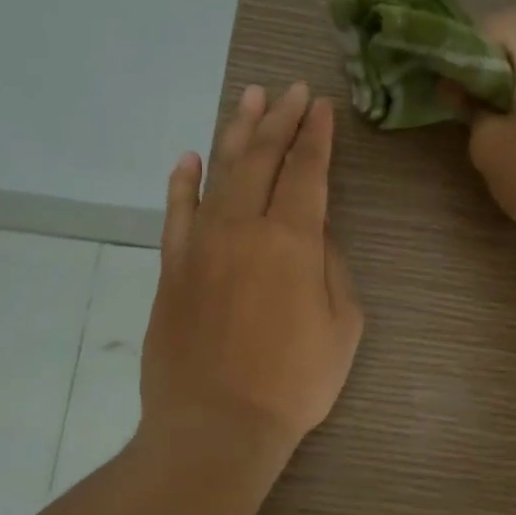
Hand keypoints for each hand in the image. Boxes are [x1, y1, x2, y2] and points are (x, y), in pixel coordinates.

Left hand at [141, 81, 363, 458]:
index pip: (307, 172)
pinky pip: (176, 213)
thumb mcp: (343, 327)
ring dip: (236, 134)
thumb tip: (315, 233)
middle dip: (280, 120)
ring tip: (248, 100)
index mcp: (292, 241)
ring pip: (219, 174)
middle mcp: (243, 228)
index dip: (316, 136)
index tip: (322, 106)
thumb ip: (332, 268)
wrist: (217, 424)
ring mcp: (200, 246)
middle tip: (290, 90)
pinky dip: (182, 182)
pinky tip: (189, 158)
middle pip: (262, 160)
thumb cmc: (295, 383)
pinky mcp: (172, 269)